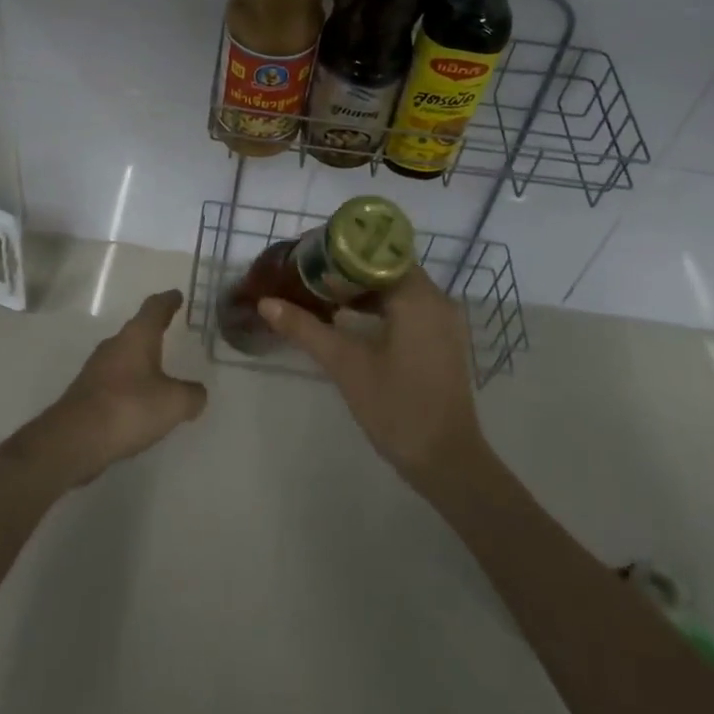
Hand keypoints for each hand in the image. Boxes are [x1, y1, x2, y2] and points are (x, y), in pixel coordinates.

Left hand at [24, 290, 207, 487]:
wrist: (74, 439)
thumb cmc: (129, 408)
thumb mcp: (173, 403)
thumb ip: (192, 395)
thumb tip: (197, 393)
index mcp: (137, 336)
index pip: (154, 308)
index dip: (168, 301)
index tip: (176, 295)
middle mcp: (114, 345)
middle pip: (137, 330)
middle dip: (153, 330)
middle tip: (169, 331)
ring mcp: (96, 368)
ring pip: (124, 356)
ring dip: (140, 360)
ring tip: (158, 371)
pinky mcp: (86, 393)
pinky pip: (114, 380)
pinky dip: (129, 384)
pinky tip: (137, 402)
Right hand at [259, 267, 487, 487]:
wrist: (447, 462)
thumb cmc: (397, 406)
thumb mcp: (345, 364)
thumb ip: (306, 329)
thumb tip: (266, 303)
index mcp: (417, 297)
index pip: (377, 254)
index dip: (343, 251)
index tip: (311, 255)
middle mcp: (436, 300)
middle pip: (388, 268)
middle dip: (349, 269)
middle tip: (310, 273)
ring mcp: (443, 322)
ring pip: (398, 288)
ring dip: (364, 289)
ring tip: (323, 293)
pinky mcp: (442, 341)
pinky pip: (408, 307)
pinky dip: (380, 306)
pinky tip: (350, 319)